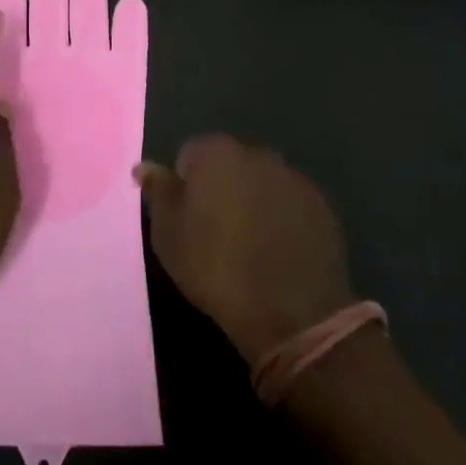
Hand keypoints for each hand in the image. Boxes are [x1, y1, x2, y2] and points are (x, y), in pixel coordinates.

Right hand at [136, 135, 354, 364]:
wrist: (291, 311)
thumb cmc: (216, 267)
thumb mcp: (169, 235)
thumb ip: (158, 193)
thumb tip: (144, 167)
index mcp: (215, 153)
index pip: (190, 154)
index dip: (186, 186)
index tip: (187, 219)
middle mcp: (255, 153)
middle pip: (228, 164)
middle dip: (221, 187)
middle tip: (215, 231)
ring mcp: (293, 177)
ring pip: (261, 182)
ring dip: (253, 201)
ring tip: (250, 244)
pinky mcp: (321, 205)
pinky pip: (290, 204)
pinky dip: (282, 218)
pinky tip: (278, 250)